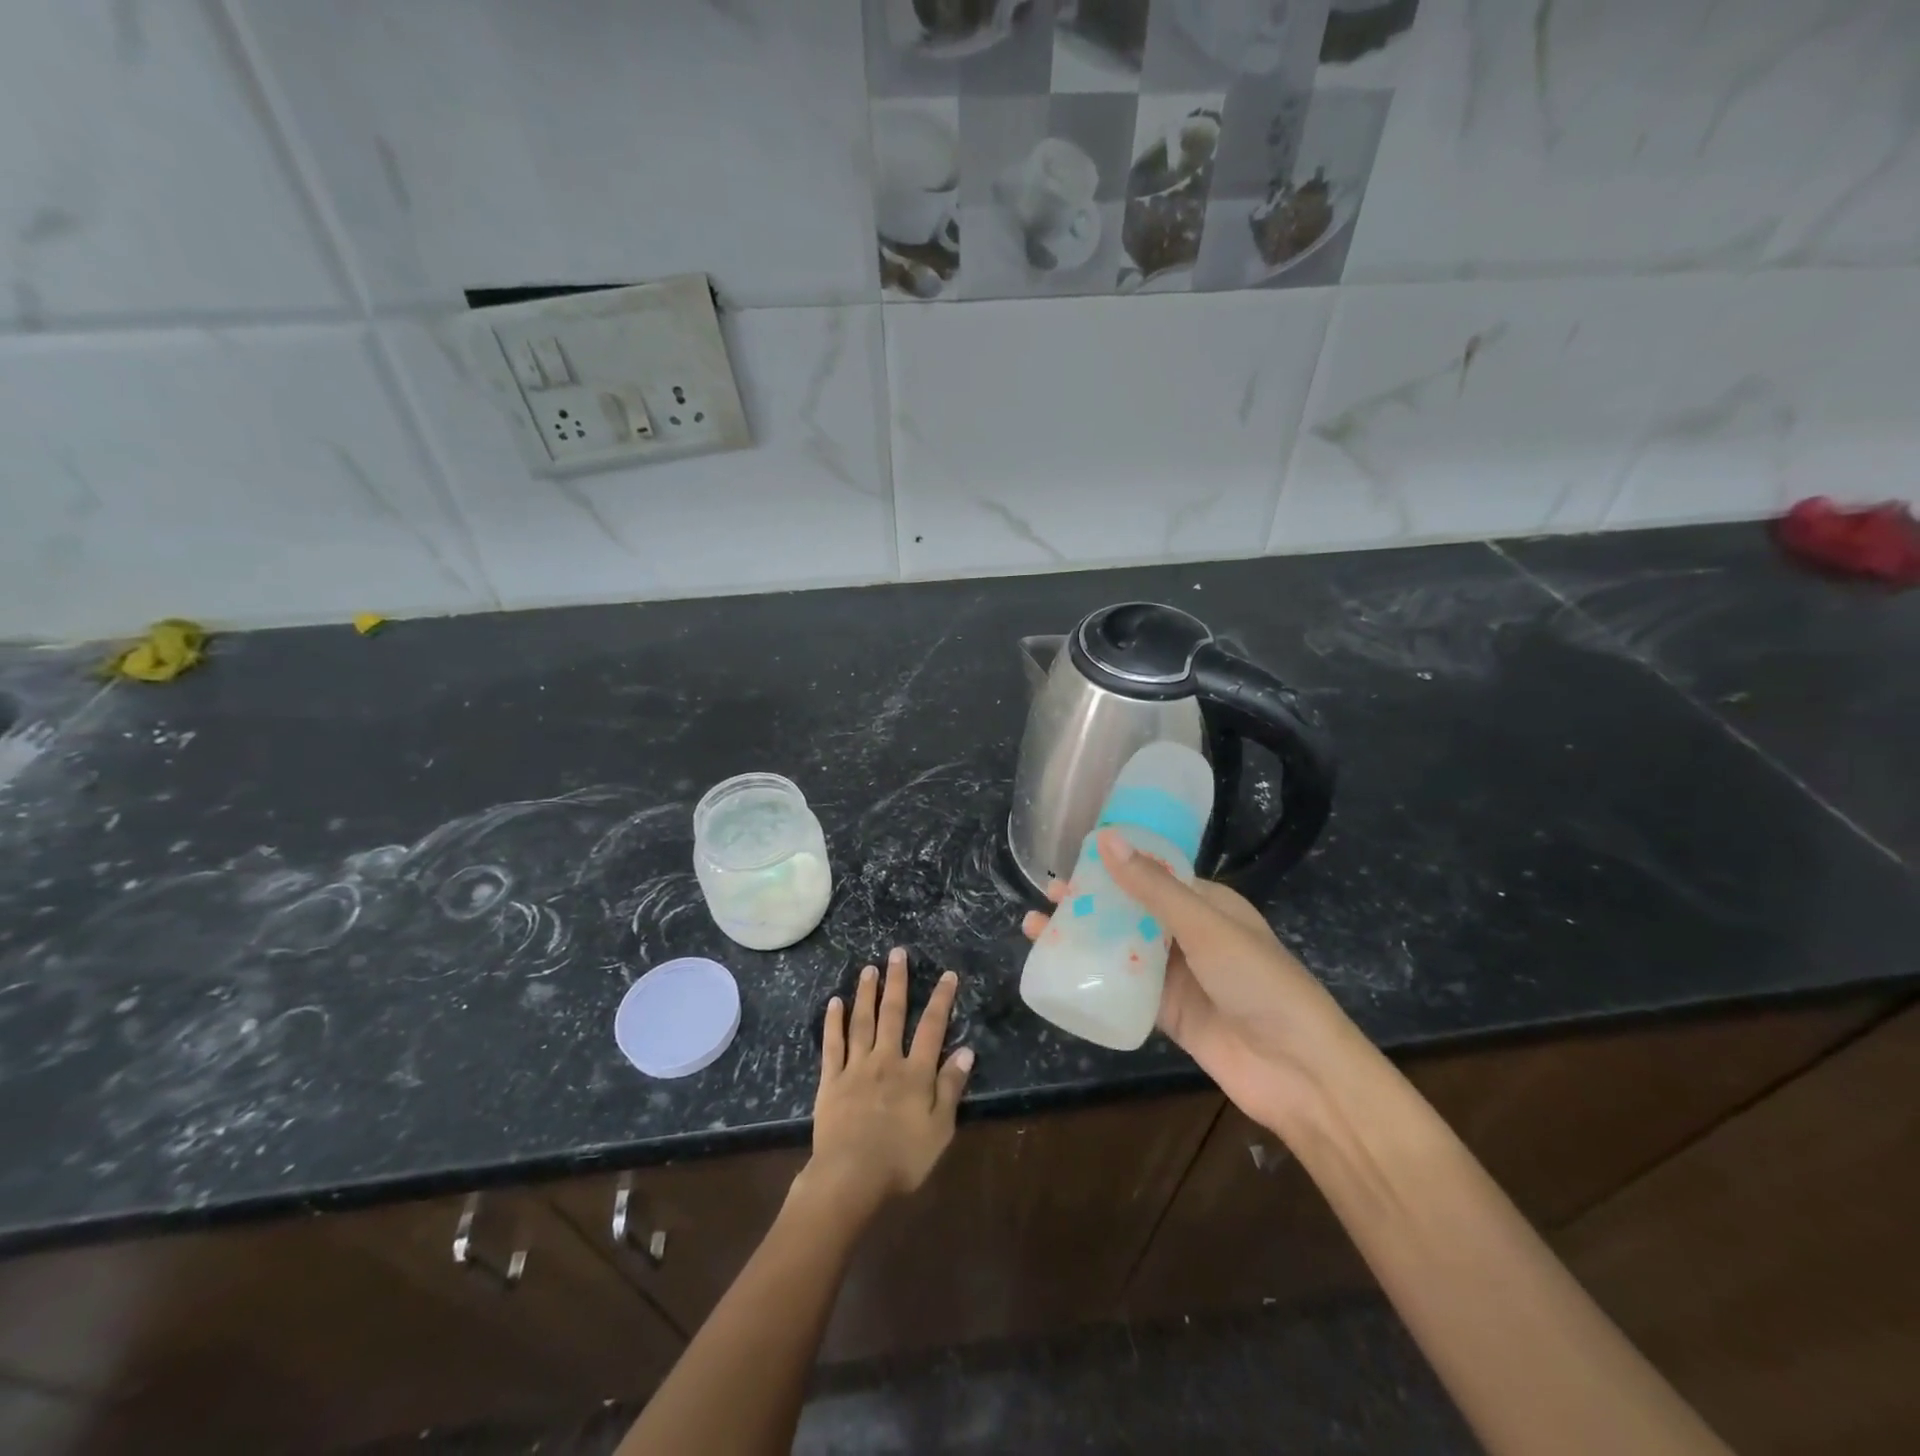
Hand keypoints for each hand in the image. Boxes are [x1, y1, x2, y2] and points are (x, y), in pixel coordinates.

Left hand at [801, 947, 972, 1217]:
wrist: (851, 1177)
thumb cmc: (902, 1158)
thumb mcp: (940, 1129)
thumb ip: (950, 1088)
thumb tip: (966, 1051)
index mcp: (915, 1073)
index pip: (932, 1028)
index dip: (941, 1000)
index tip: (947, 975)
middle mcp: (886, 1060)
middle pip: (893, 1014)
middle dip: (897, 982)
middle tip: (897, 953)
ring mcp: (856, 1068)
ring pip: (862, 1022)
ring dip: (866, 993)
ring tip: (869, 968)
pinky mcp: (831, 1081)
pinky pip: (833, 1045)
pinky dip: (834, 1022)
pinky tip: (835, 1003)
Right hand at [1021, 831, 1363, 1131]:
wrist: (1298, 1071)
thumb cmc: (1258, 982)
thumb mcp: (1204, 926)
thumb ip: (1151, 887)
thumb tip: (1106, 838)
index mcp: (1208, 904)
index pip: (1154, 875)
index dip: (1114, 866)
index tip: (1073, 860)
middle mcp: (1191, 935)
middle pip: (1132, 911)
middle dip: (1092, 902)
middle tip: (1048, 895)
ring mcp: (1179, 976)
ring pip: (1123, 949)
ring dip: (1085, 938)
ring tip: (1038, 927)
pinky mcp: (1169, 1014)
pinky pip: (1125, 988)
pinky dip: (1096, 977)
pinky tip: (1061, 970)